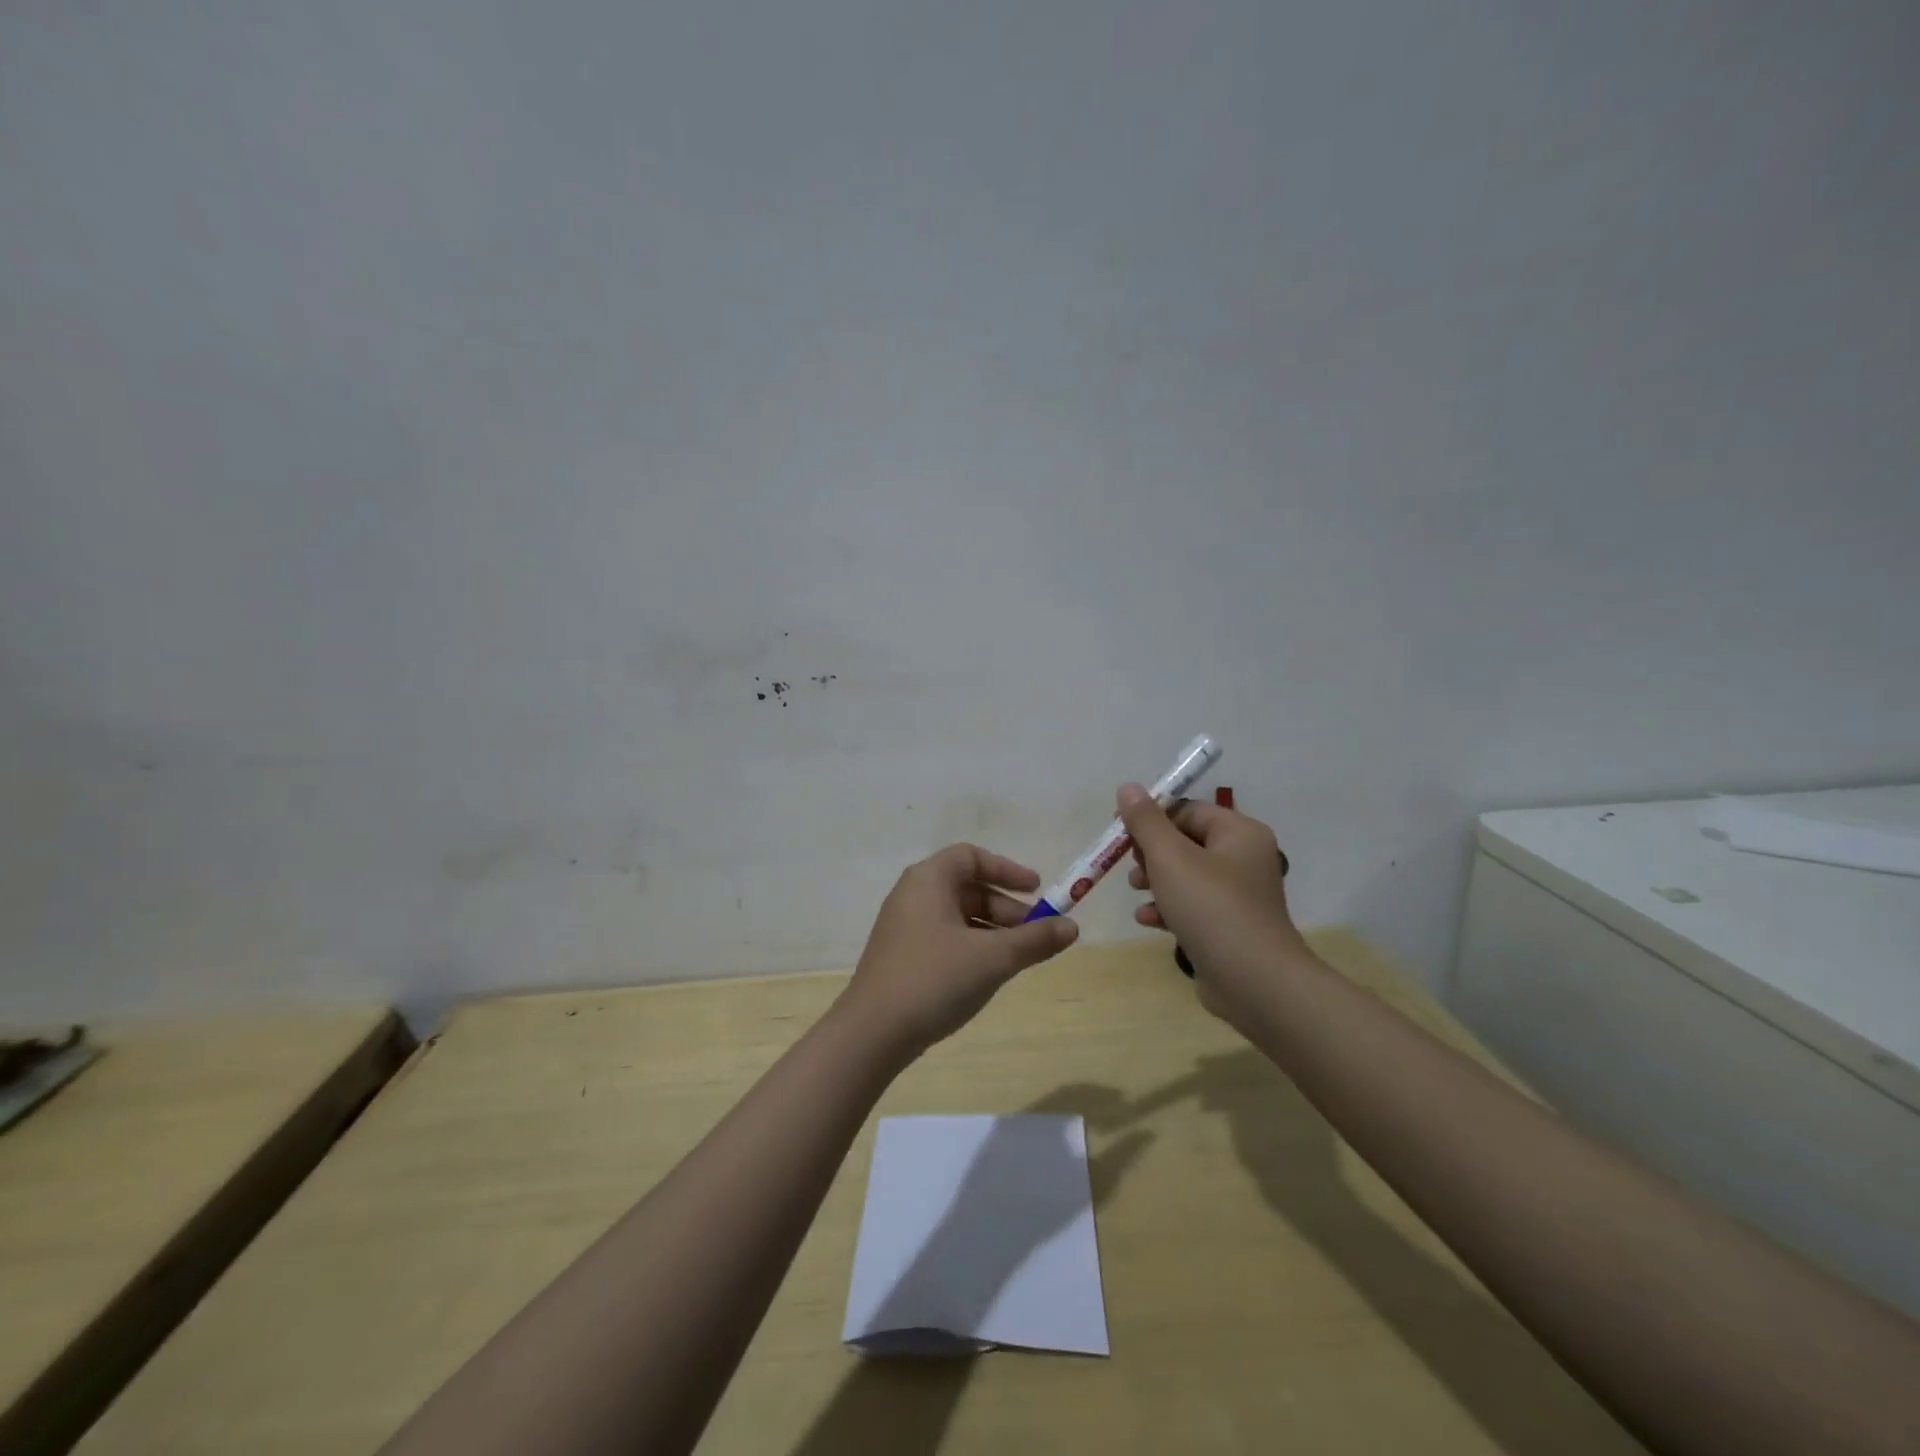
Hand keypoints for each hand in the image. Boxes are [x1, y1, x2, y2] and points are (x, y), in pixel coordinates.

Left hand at [837, 844, 1079, 1059]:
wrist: (872, 1032)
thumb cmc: (934, 979)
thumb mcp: (993, 958)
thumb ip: (1035, 940)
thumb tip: (1073, 927)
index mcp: (928, 880)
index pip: (971, 857)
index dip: (1007, 870)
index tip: (1038, 890)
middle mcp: (912, 894)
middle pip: (967, 887)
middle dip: (1006, 907)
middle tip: (1036, 932)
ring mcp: (904, 926)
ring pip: (957, 915)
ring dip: (992, 930)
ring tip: (1019, 957)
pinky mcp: (901, 955)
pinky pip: (944, 936)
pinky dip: (972, 945)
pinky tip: (988, 973)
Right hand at [1117, 784, 1309, 1021]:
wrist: (1254, 982)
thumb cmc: (1211, 908)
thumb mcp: (1170, 858)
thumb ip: (1146, 821)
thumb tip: (1128, 787)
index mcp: (1239, 833)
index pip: (1187, 810)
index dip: (1152, 819)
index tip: (1121, 833)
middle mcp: (1244, 858)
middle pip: (1185, 842)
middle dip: (1151, 854)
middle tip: (1132, 868)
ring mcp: (1239, 895)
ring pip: (1186, 875)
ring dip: (1155, 881)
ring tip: (1137, 892)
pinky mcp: (1230, 926)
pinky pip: (1193, 905)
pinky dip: (1169, 908)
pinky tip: (1149, 920)